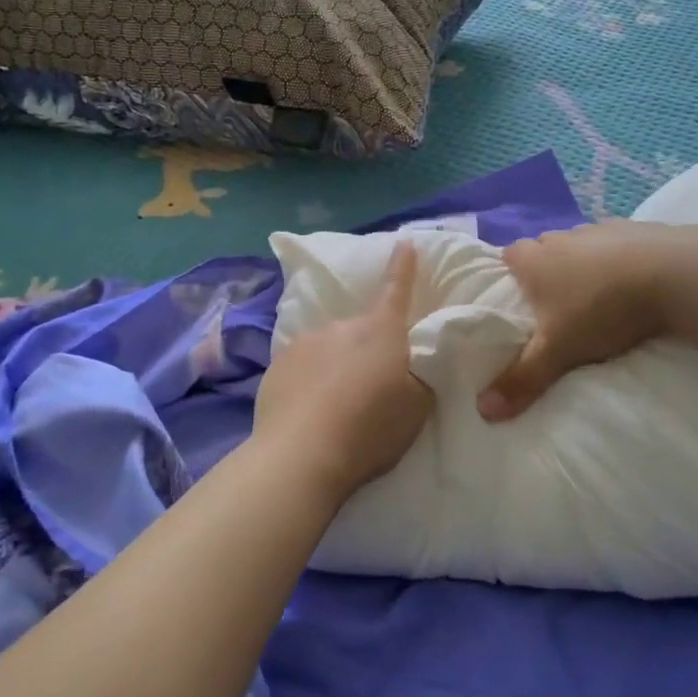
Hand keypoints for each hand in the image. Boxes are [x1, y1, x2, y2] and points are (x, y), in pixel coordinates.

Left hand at [254, 242, 433, 501]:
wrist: (302, 454)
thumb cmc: (370, 429)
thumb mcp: (417, 407)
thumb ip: (420, 376)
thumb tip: (414, 361)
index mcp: (381, 331)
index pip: (397, 289)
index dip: (403, 266)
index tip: (404, 242)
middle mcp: (341, 326)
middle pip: (361, 331)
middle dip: (366, 349)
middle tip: (369, 388)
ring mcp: (305, 342)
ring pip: (329, 348)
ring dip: (335, 366)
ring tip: (336, 406)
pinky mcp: (277, 365)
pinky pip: (302, 367)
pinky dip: (309, 381)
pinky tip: (309, 411)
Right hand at [478, 221, 686, 420]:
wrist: (674, 273)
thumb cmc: (602, 309)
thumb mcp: (558, 351)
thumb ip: (522, 379)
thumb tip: (483, 411)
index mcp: (535, 259)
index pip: (509, 255)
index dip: (511, 274)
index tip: (518, 298)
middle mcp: (562, 237)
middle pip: (544, 248)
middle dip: (547, 270)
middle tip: (556, 304)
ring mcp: (600, 229)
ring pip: (580, 245)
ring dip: (584, 264)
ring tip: (597, 296)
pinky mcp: (637, 229)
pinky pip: (618, 243)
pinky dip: (619, 259)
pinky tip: (633, 283)